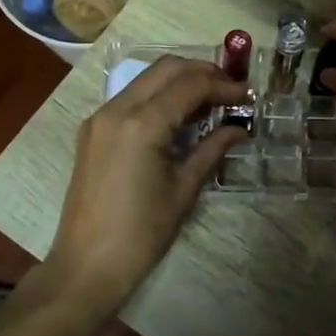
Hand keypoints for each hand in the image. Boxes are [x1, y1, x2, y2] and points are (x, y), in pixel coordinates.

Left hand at [48, 57, 247, 310]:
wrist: (86, 266)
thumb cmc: (141, 234)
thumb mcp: (183, 190)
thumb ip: (211, 149)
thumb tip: (239, 128)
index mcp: (141, 124)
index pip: (190, 85)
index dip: (223, 86)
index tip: (248, 96)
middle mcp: (117, 109)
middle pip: (166, 68)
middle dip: (203, 72)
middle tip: (231, 90)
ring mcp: (100, 117)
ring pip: (147, 78)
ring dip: (181, 80)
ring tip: (211, 100)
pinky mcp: (93, 130)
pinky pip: (132, 97)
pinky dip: (160, 95)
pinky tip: (181, 115)